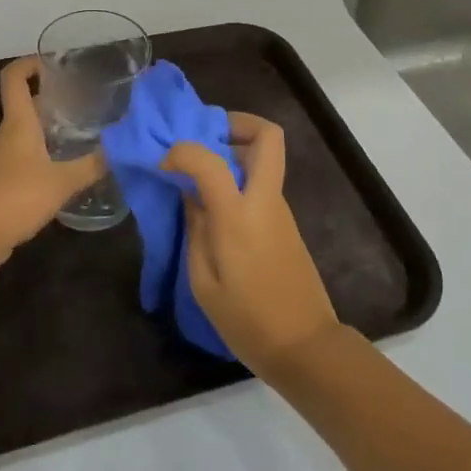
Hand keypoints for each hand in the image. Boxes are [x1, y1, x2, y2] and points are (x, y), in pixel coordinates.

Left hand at [0, 56, 103, 265]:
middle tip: (82, 107)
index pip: (14, 78)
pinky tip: (60, 172)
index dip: (29, 64)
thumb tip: (122, 148)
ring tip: (77, 139)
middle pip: (24, 106)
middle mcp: (5, 135)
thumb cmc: (18, 196)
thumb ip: (93, 164)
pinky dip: (40, 155)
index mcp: (18, 123)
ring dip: (46, 131)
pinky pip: (20, 157)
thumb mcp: (63, 181)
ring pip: (23, 133)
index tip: (53, 64)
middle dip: (50, 102)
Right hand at [164, 114, 340, 376]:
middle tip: (205, 138)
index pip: (210, 160)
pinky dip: (240, 177)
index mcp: (239, 215)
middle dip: (236, 124)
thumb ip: (195, 230)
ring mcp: (280, 209)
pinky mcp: (286, 223)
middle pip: (268, 136)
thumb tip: (191, 195)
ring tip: (200, 173)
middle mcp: (265, 200)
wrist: (305, 346)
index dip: (182, 152)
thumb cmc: (248, 321)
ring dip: (235, 152)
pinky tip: (215, 203)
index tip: (165, 166)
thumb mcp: (204, 282)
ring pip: (264, 158)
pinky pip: (262, 183)